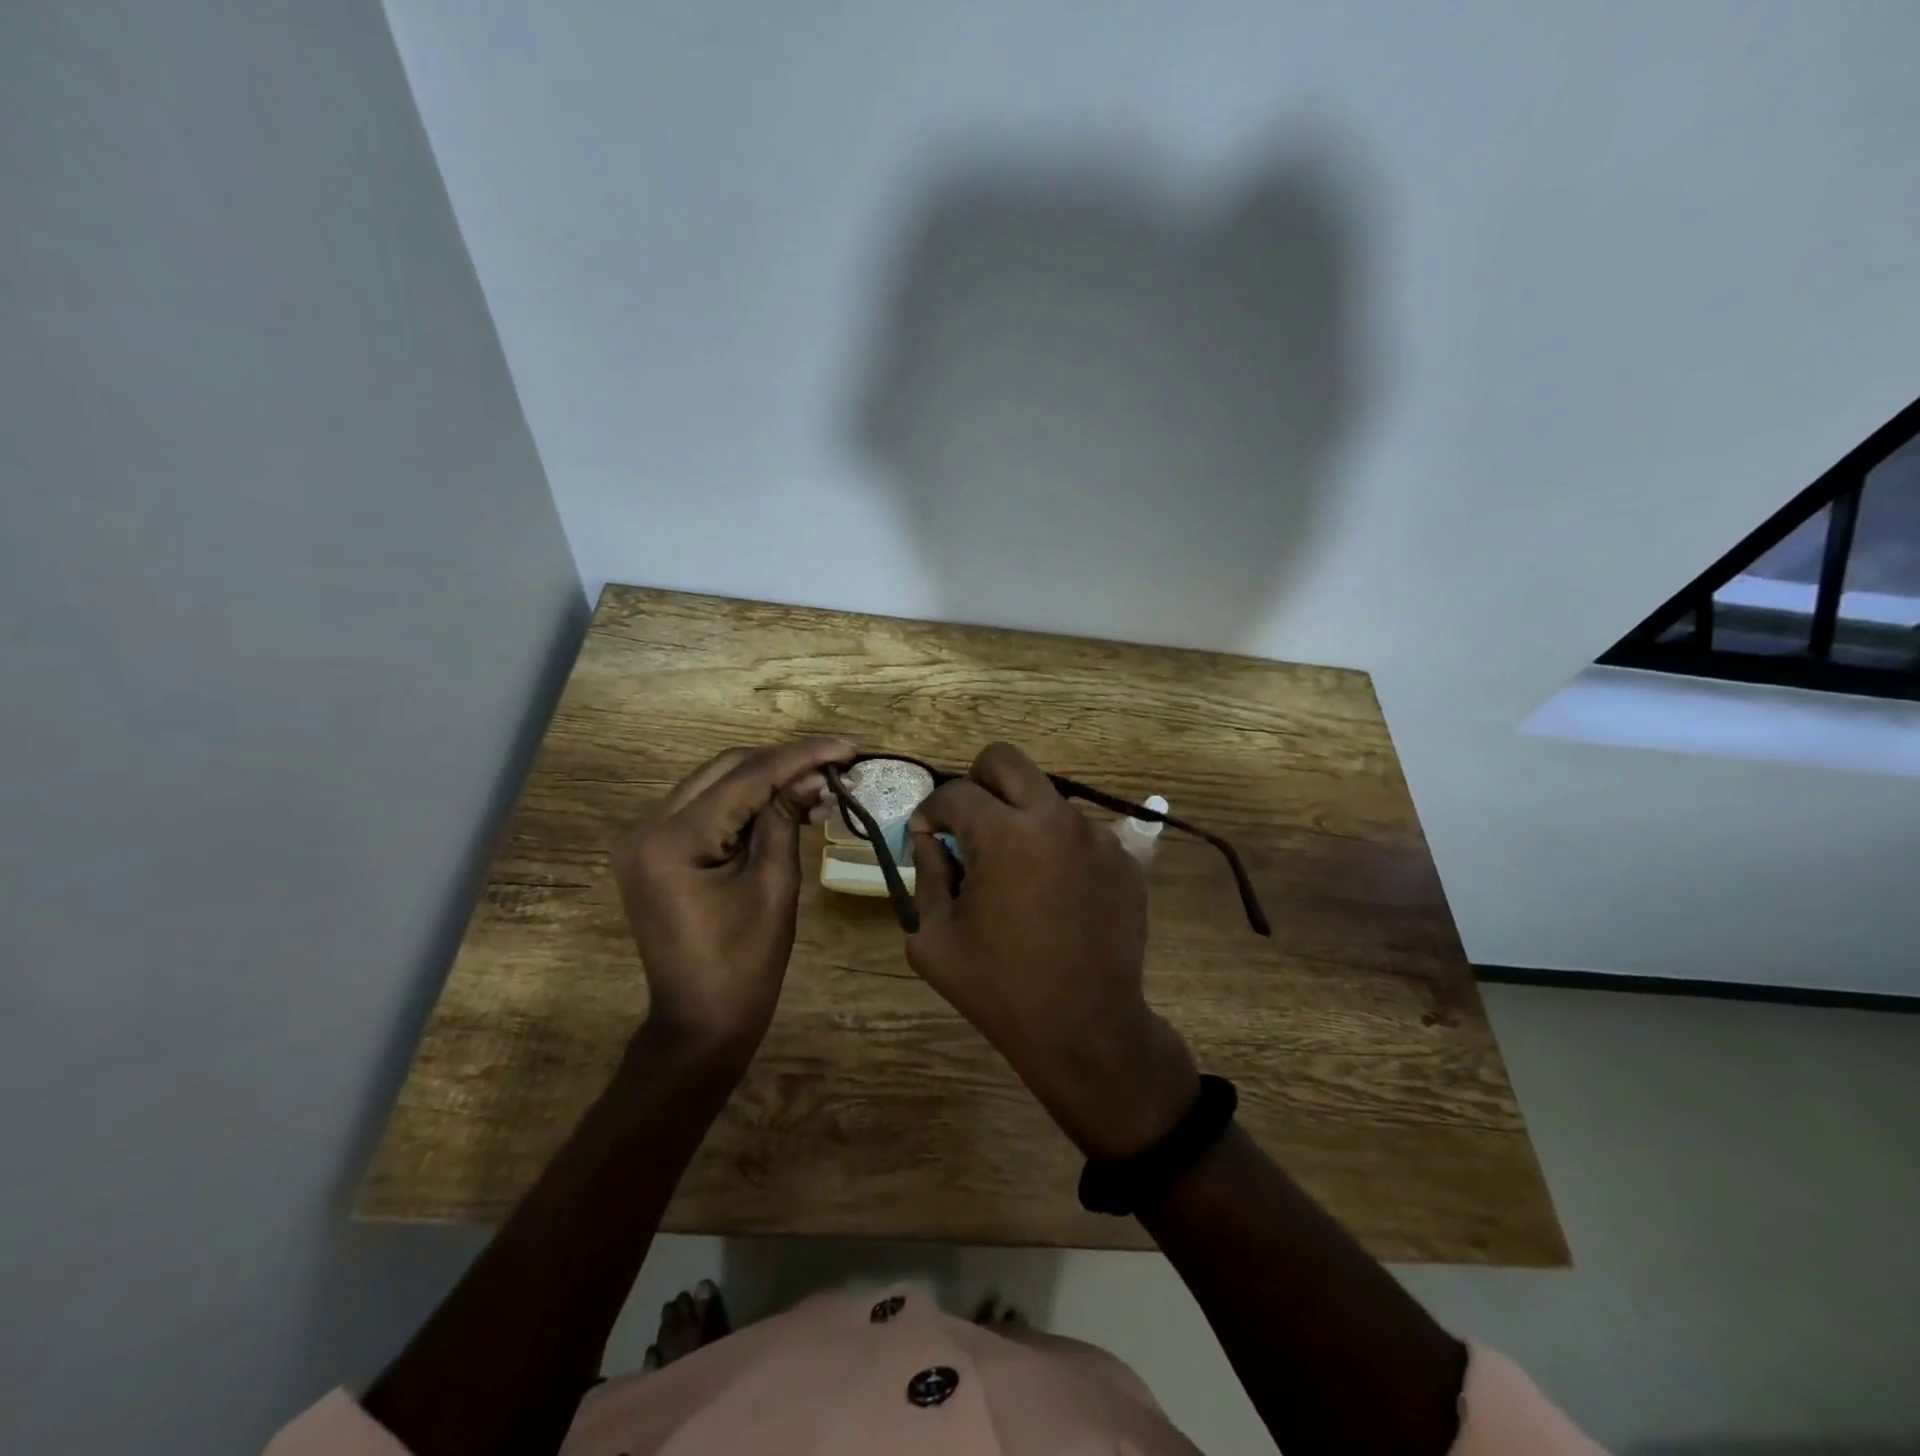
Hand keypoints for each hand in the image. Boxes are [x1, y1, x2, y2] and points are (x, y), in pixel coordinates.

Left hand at [613, 737, 853, 1062]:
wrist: (700, 1023)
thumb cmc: (745, 966)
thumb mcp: (774, 886)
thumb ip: (786, 818)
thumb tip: (813, 775)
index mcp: (673, 841)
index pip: (747, 777)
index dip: (802, 756)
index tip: (849, 747)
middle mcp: (648, 827)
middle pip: (727, 768)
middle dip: (785, 762)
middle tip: (838, 767)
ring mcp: (646, 837)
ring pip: (716, 782)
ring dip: (768, 778)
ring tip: (820, 786)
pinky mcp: (656, 850)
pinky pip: (707, 807)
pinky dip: (747, 801)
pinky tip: (785, 805)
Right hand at [906, 743, 1200, 1159]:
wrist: (1087, 1030)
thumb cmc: (1000, 989)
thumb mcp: (935, 940)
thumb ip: (926, 876)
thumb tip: (931, 839)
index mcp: (1004, 833)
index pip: (955, 792)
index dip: (931, 811)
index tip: (926, 835)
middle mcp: (1055, 818)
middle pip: (1005, 760)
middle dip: (976, 782)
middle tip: (968, 825)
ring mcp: (1096, 836)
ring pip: (1045, 797)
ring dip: (1021, 818)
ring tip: (1015, 872)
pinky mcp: (1123, 859)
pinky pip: (1078, 832)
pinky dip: (1056, 847)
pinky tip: (1052, 894)